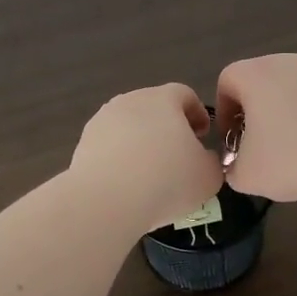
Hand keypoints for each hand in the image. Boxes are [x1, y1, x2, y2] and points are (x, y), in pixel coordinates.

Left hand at [69, 83, 223, 233]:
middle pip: (154, 107)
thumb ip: (212, 161)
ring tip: (149, 172)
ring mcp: (102, 120)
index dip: (198, 113)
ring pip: (129, 126)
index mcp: (163, 99)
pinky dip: (120, 157)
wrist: (106, 201)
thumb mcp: (208, 176)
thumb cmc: (167, 181)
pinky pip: (109, 145)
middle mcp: (130, 101)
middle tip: (178, 155)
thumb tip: (203, 159)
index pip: (185, 94)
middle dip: (168, 127)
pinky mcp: (83, 143)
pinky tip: (126, 182)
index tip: (202, 136)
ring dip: (141, 142)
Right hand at [214, 54, 296, 202]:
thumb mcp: (248, 175)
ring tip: (291, 149)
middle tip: (258, 146)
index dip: (224, 112)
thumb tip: (238, 166)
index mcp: (255, 74)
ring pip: (288, 89)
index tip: (232, 141)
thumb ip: (232, 169)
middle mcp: (285, 62)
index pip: (226, 81)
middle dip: (253, 113)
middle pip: (258, 82)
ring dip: (283, 115)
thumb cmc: (294, 158)